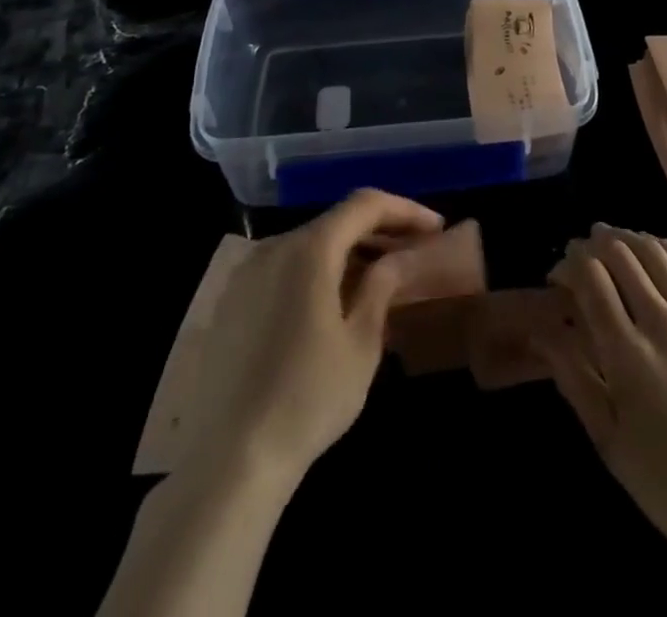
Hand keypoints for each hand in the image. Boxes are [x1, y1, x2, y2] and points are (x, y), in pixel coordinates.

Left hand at [179, 189, 442, 489]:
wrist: (230, 461)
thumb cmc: (309, 398)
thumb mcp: (361, 342)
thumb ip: (382, 286)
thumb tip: (399, 257)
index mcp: (309, 249)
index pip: (365, 205)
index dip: (405, 210)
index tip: (436, 228)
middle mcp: (274, 247)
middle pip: (336, 221)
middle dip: (379, 230)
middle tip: (415, 250)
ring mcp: (246, 274)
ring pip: (309, 244)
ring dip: (349, 251)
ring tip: (381, 276)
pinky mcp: (231, 302)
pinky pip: (284, 268)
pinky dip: (317, 271)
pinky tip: (335, 301)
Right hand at [539, 225, 666, 573]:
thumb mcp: (610, 443)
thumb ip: (574, 379)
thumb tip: (542, 332)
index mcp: (628, 356)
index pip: (591, 279)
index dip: (569, 264)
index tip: (558, 274)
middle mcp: (662, 324)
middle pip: (621, 256)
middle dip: (593, 245)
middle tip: (580, 253)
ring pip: (656, 253)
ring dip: (627, 238)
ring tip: (610, 239)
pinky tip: (654, 248)